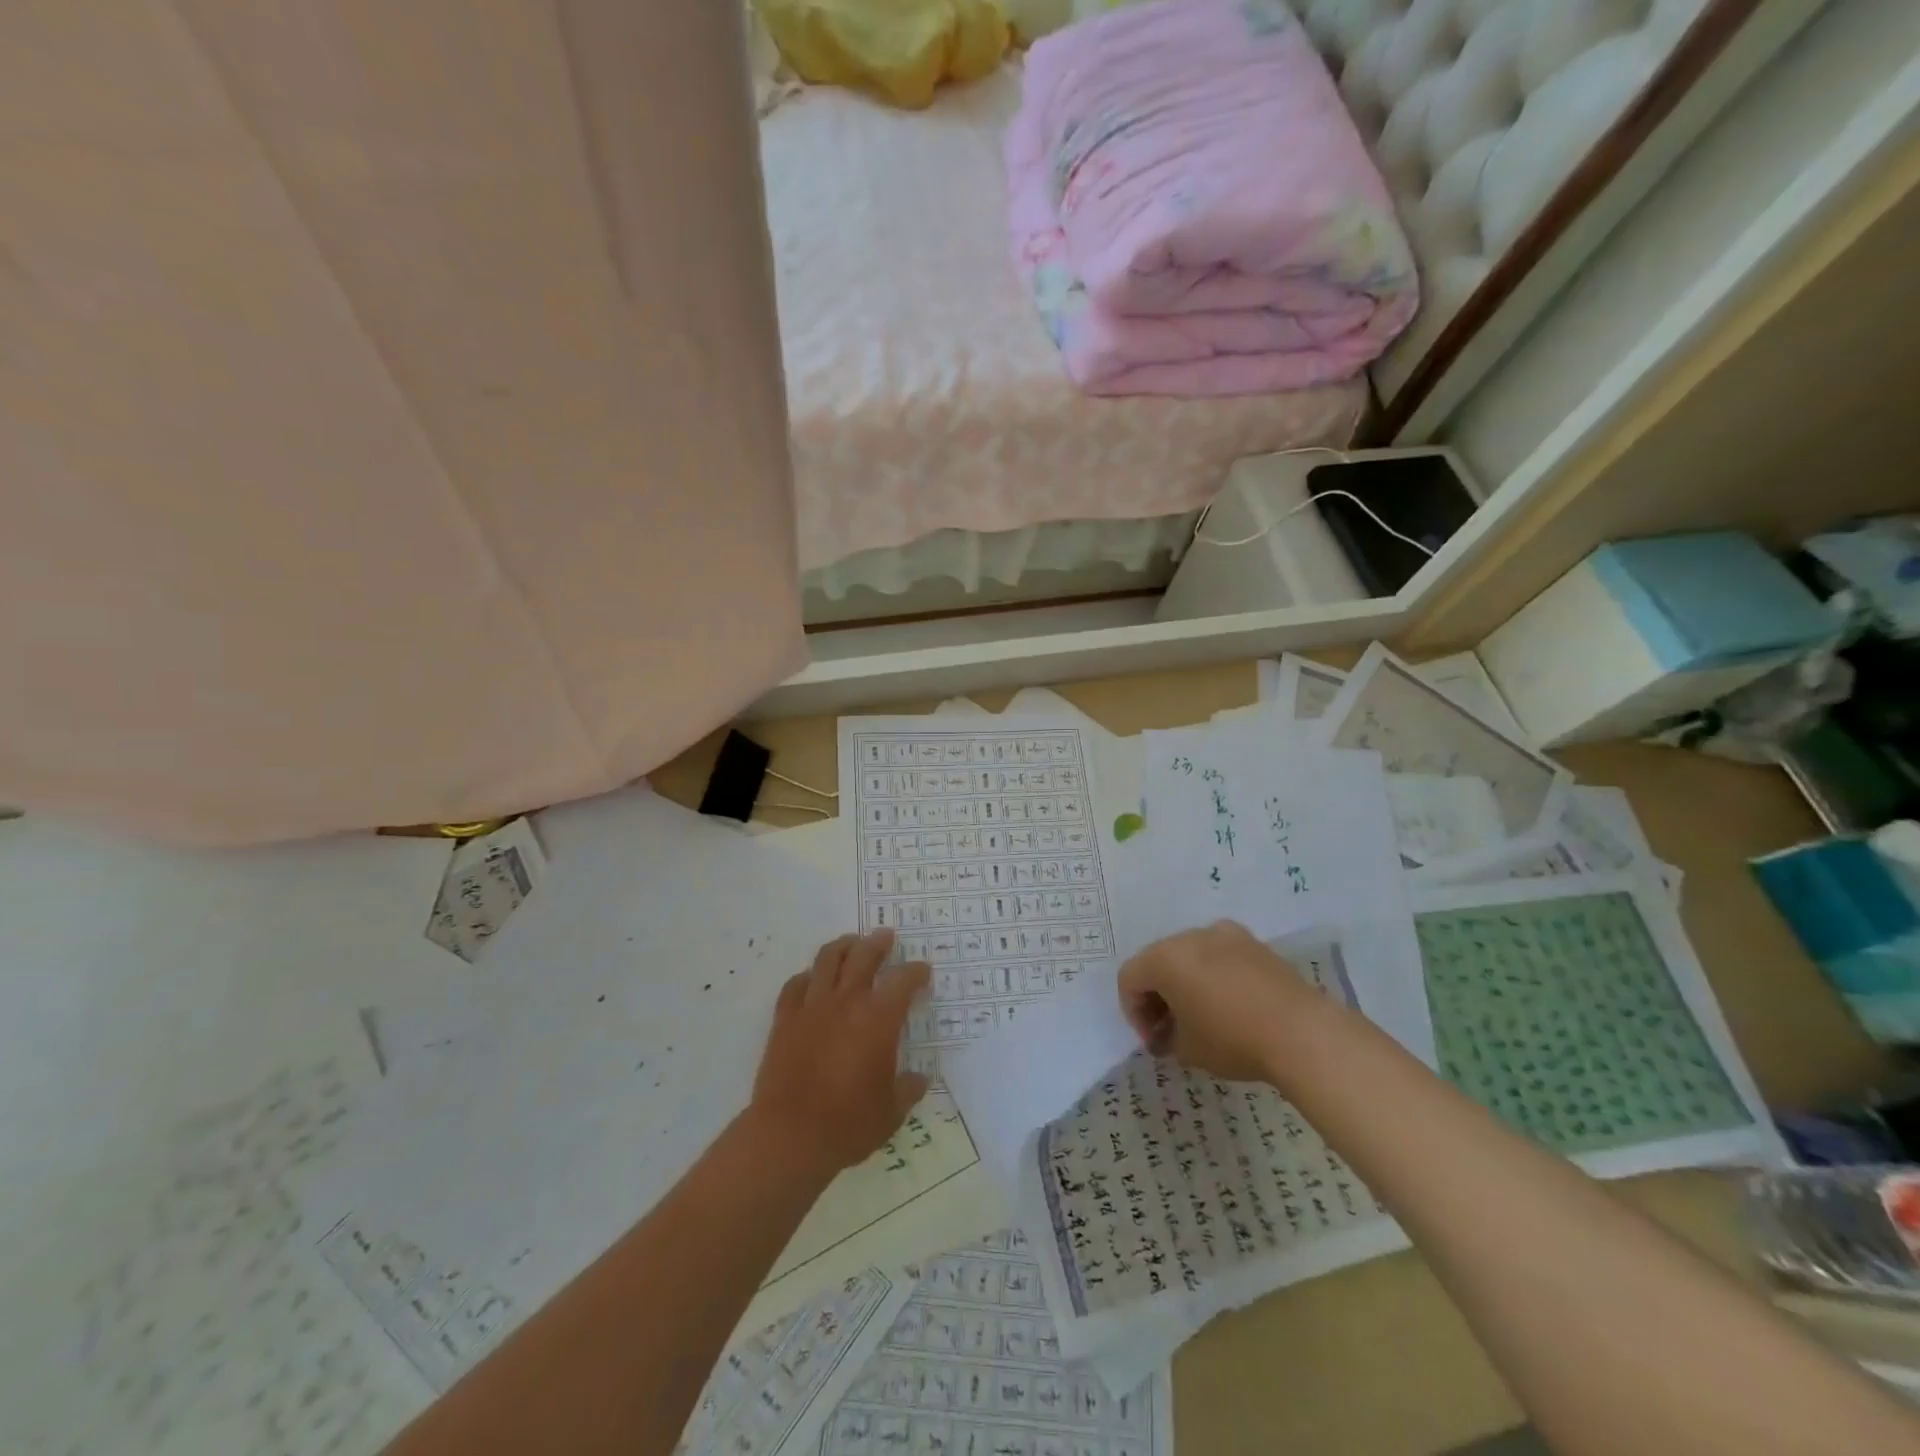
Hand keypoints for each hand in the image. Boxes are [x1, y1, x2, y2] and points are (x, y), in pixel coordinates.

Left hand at [749, 929, 931, 1175]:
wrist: (790, 1135)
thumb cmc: (849, 1123)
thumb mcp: (891, 1112)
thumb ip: (908, 1090)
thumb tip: (919, 1078)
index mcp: (879, 1019)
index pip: (903, 982)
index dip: (916, 972)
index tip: (923, 971)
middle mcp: (847, 1002)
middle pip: (864, 956)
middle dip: (878, 943)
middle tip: (885, 936)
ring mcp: (812, 1007)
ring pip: (827, 960)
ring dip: (843, 947)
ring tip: (850, 943)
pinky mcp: (785, 1019)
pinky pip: (795, 985)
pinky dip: (807, 977)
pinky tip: (811, 979)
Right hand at [1117, 921, 1319, 1082]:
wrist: (1302, 1032)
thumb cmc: (1232, 1039)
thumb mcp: (1188, 1050)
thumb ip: (1166, 1038)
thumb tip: (1165, 1036)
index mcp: (1164, 958)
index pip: (1129, 978)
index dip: (1133, 1012)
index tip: (1153, 1040)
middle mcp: (1189, 936)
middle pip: (1158, 961)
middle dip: (1158, 995)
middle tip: (1170, 1029)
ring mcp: (1224, 935)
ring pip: (1190, 955)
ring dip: (1186, 982)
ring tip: (1202, 1016)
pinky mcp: (1254, 943)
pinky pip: (1220, 955)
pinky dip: (1215, 975)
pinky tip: (1232, 1004)